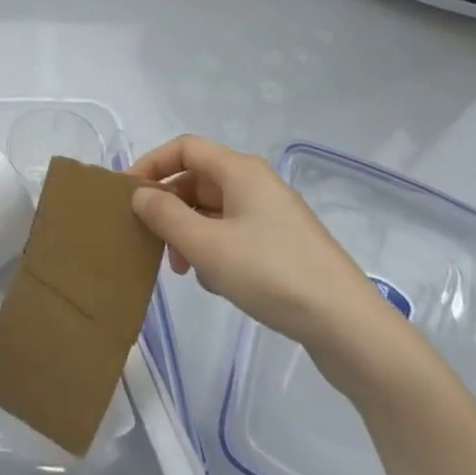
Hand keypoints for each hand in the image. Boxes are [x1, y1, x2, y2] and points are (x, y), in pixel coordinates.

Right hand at [129, 136, 401, 392]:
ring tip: (185, 271)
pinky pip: (234, 233)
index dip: (152, 164)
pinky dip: (214, 249)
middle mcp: (256, 183)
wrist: (348, 326)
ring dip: (190, 233)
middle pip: (198, 180)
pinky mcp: (284, 245)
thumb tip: (140, 194)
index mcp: (240, 170)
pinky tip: (215, 283)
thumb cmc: (271, 274)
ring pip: (214, 210)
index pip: (184, 148)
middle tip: (153, 242)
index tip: (127, 194)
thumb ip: (165, 215)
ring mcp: (273, 215)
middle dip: (170, 207)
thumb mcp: (206, 245)